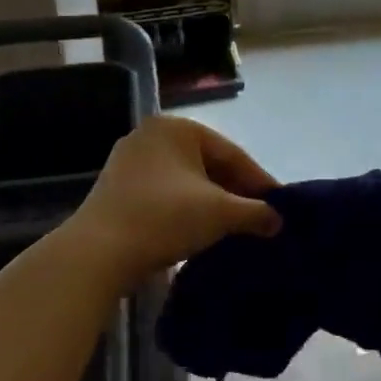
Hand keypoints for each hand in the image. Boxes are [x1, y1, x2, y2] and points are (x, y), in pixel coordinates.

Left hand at [65, 116, 280, 286]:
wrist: (99, 252)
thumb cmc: (165, 218)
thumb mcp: (221, 213)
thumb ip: (256, 212)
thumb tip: (278, 220)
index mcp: (177, 128)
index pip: (232, 154)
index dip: (260, 182)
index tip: (281, 207)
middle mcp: (151, 136)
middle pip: (209, 165)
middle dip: (236, 193)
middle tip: (261, 219)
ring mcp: (129, 162)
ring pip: (186, 182)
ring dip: (212, 203)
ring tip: (235, 228)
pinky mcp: (118, 189)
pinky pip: (165, 195)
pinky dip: (187, 210)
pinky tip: (201, 231)